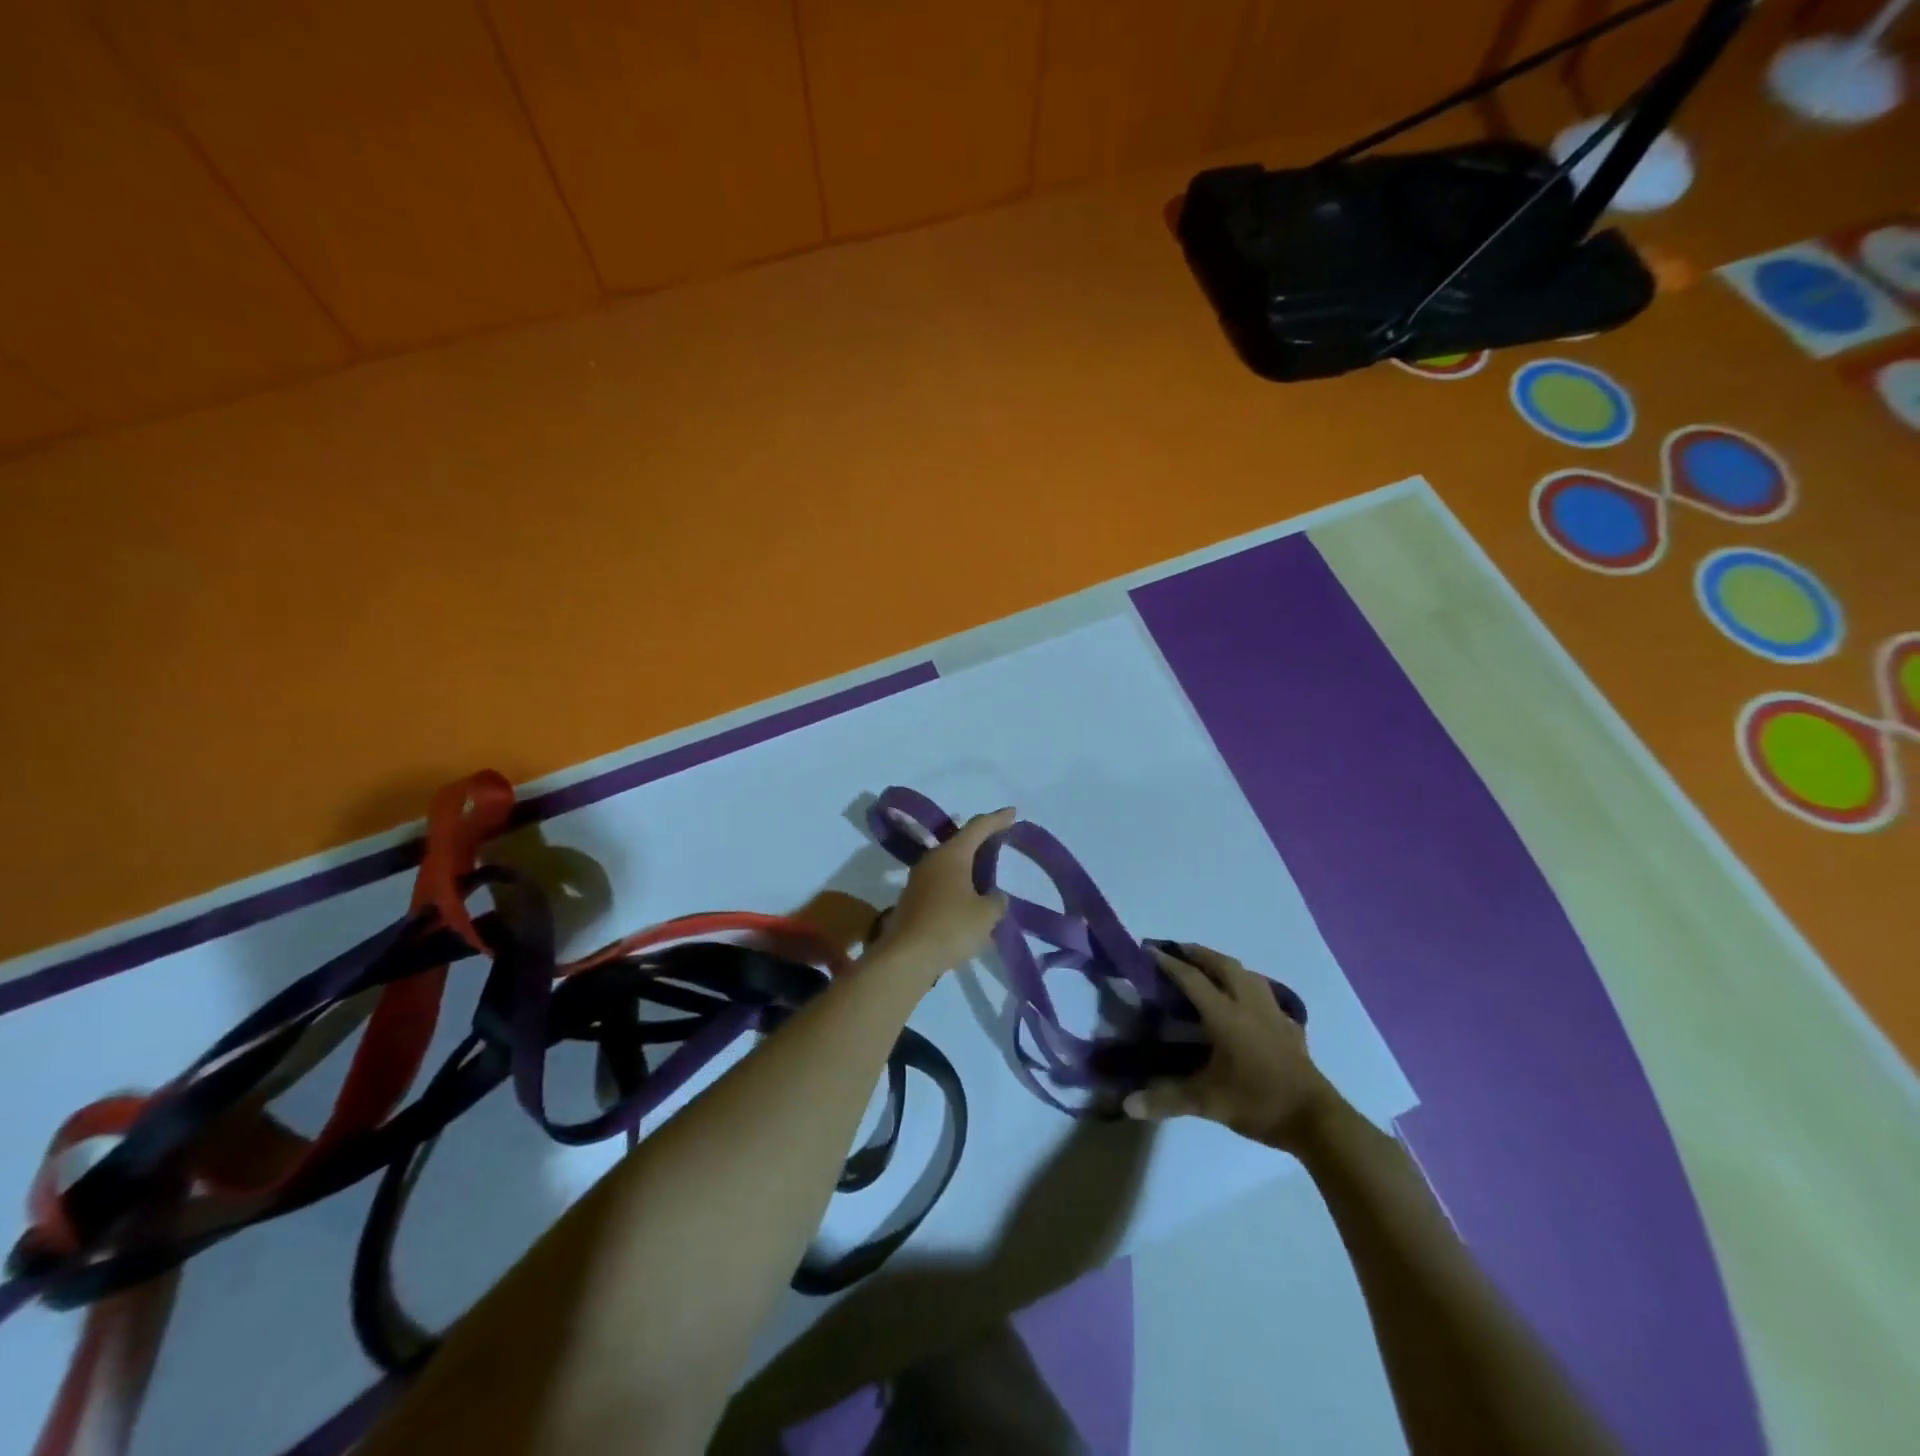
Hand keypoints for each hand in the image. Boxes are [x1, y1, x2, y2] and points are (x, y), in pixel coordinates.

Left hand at [871, 808, 1014, 978]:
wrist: (906, 958)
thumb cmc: (950, 927)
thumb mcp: (986, 915)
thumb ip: (996, 901)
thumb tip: (994, 896)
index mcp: (951, 854)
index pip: (978, 827)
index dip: (997, 819)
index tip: (1013, 812)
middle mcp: (932, 861)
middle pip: (960, 843)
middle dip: (981, 842)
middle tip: (1000, 841)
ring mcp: (918, 881)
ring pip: (949, 865)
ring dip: (968, 867)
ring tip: (987, 874)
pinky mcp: (912, 901)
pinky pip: (941, 884)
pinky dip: (958, 887)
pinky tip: (969, 902)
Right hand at [1123, 943, 1343, 1150]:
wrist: (1315, 1119)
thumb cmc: (1258, 1102)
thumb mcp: (1207, 1102)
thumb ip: (1167, 1100)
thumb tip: (1127, 1105)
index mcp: (1225, 1015)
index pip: (1191, 979)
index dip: (1168, 962)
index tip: (1148, 948)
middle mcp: (1248, 1004)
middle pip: (1222, 965)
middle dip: (1198, 953)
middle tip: (1177, 950)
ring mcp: (1272, 1012)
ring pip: (1247, 973)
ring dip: (1224, 964)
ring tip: (1209, 967)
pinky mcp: (1289, 1026)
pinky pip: (1265, 993)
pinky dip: (1249, 986)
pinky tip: (1246, 1000)